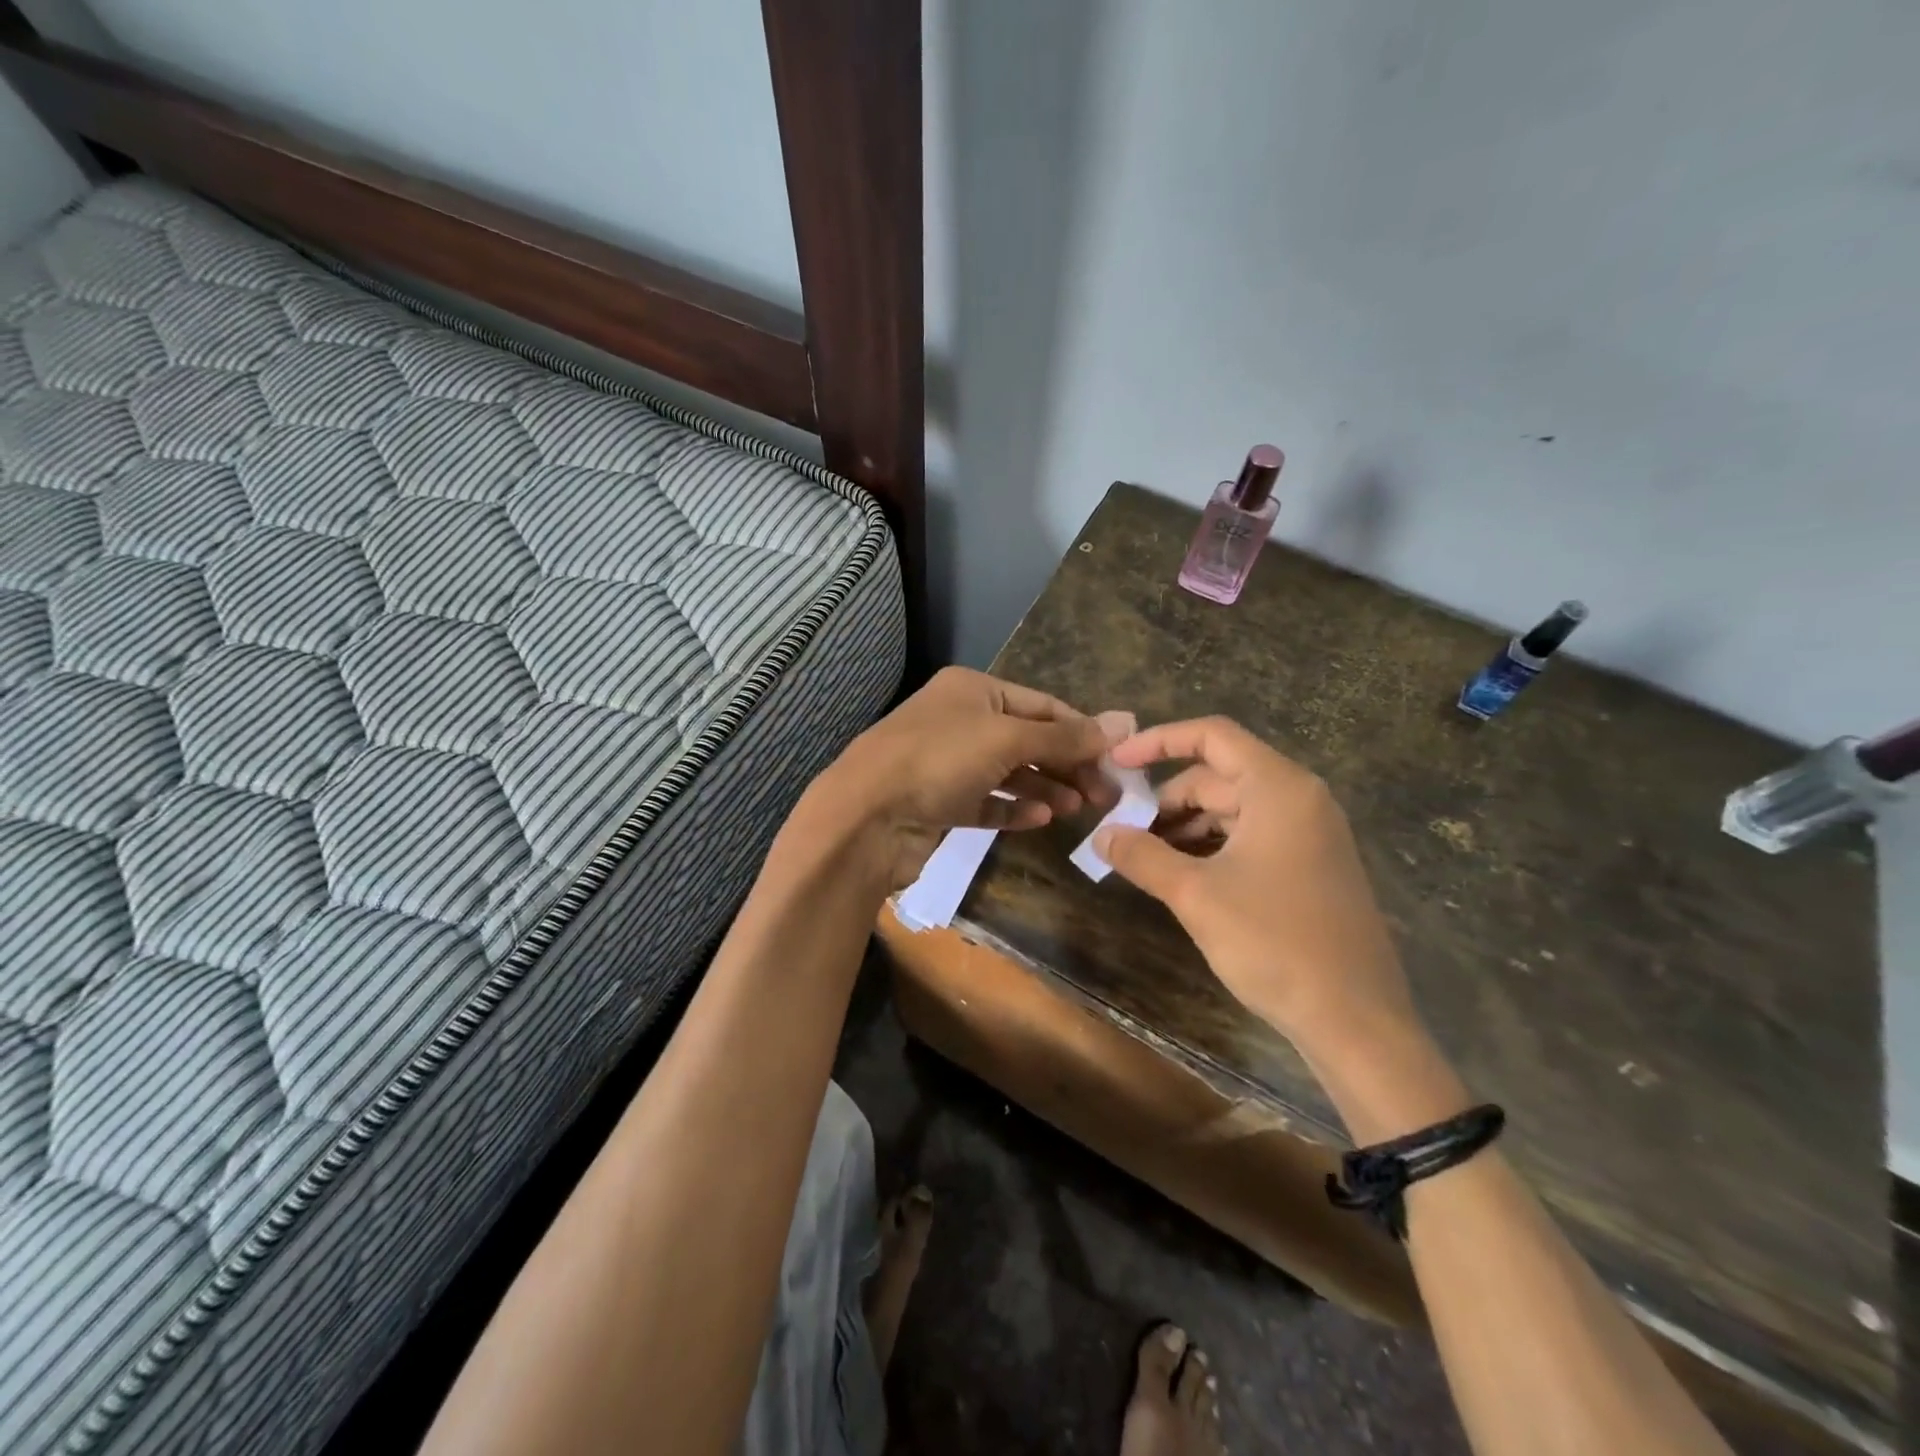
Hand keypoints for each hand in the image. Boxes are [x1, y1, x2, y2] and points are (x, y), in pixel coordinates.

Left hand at [812, 667, 1132, 889]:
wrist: (865, 817)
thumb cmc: (938, 761)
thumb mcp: (1007, 739)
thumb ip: (1064, 737)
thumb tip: (1125, 723)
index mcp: (973, 690)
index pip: (1042, 705)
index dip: (1081, 731)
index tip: (1118, 760)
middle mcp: (959, 720)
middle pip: (1028, 740)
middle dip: (1067, 764)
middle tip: (1105, 795)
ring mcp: (946, 763)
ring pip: (1008, 773)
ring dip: (1044, 788)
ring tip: (1077, 808)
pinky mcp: (939, 803)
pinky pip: (986, 803)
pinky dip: (1013, 809)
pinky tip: (1040, 820)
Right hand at [1093, 717, 1419, 1064]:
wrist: (1356, 1021)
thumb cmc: (1273, 942)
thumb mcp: (1195, 895)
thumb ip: (1141, 855)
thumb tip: (1100, 835)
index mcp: (1278, 788)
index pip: (1212, 736)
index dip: (1158, 742)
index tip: (1116, 765)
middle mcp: (1300, 799)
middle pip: (1218, 776)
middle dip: (1166, 800)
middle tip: (1124, 833)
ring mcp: (1311, 833)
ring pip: (1233, 809)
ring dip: (1186, 827)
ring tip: (1147, 860)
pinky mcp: (1312, 866)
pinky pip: (1252, 836)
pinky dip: (1213, 846)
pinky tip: (1184, 877)